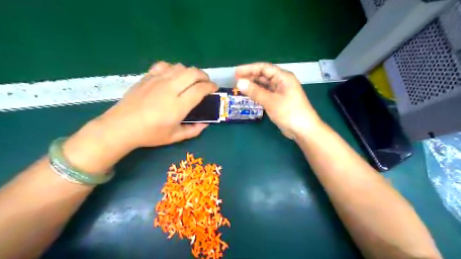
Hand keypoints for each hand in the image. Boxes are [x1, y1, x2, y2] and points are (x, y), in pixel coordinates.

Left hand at [96, 61, 218, 149]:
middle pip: (193, 72)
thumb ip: (193, 130)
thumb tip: (206, 124)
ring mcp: (157, 81)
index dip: (211, 86)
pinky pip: (165, 65)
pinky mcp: (147, 77)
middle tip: (205, 83)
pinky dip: (173, 68)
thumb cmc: (150, 134)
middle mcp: (170, 89)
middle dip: (204, 75)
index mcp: (178, 106)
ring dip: (190, 71)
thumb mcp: (175, 137)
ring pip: (180, 67)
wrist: (121, 126)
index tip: (214, 89)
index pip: (200, 89)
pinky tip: (173, 76)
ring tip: (191, 80)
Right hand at [237, 62, 321, 138]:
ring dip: (253, 86)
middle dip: (250, 77)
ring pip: (264, 85)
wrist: (303, 129)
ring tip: (240, 87)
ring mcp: (280, 92)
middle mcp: (282, 82)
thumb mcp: (271, 101)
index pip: (264, 68)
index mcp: (283, 77)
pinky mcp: (278, 101)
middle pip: (264, 75)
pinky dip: (257, 94)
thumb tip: (239, 83)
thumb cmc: (289, 112)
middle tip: (235, 81)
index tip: (236, 73)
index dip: (249, 69)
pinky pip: (266, 93)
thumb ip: (255, 92)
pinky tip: (249, 95)